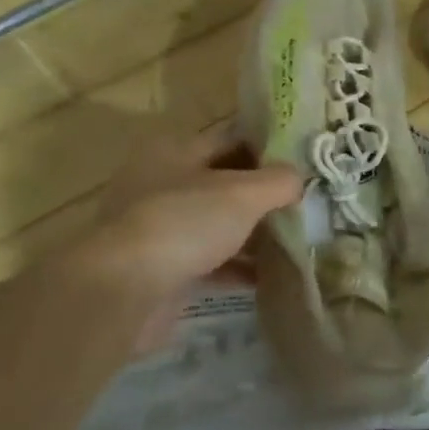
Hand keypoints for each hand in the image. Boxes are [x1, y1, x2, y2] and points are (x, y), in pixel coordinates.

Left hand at [61, 126, 302, 348]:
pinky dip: (237, 267)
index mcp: (176, 151)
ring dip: (253, 233)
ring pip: (218, 223)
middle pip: (225, 182)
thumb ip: (278, 181)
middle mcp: (163, 183)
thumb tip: (299, 179)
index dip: (269, 146)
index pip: (232, 138)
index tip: (304, 160)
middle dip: (264, 194)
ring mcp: (159, 227)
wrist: (123, 291)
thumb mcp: (243, 193)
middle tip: (306, 202)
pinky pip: (210, 261)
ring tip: (296, 240)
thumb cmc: (184, 223)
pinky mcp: (162, 268)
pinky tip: (270, 277)